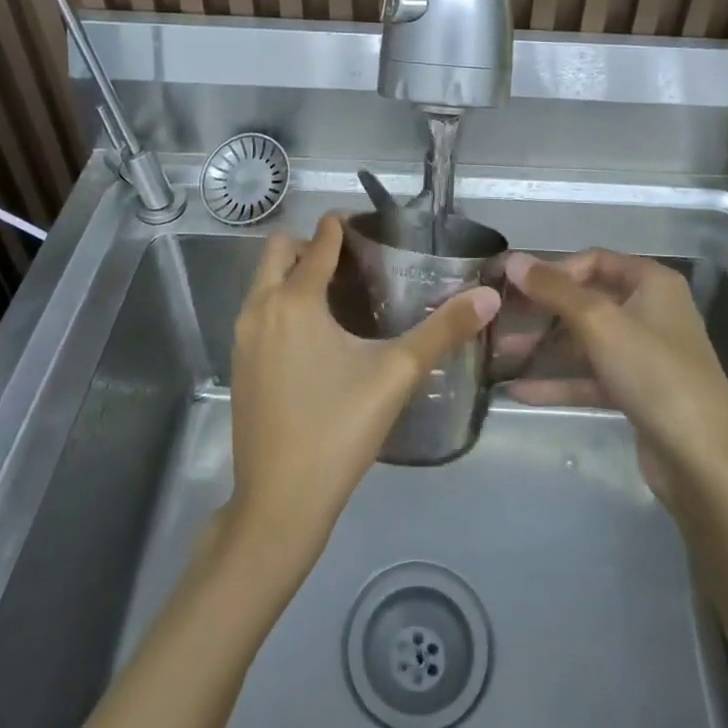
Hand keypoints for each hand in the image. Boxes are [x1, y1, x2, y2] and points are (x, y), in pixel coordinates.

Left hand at [226, 212, 499, 558]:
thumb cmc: (338, 428)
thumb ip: (443, 330)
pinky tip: (315, 335)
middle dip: (312, 245)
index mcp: (294, 300)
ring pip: (263, 282)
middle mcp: (259, 308)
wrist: (279, 501)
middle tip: (354, 261)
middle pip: (278, 251)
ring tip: (339, 293)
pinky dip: (282, 303)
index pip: (319, 241)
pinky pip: (258, 311)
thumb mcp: (397, 374)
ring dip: (294, 274)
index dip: (342, 226)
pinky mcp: (238, 364)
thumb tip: (489, 296)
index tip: (369, 226)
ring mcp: (242, 337)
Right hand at [503, 249, 727, 506]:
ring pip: (585, 340)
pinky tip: (518, 390)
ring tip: (499, 355)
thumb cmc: (654, 374)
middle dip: (541, 311)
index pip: (594, 260)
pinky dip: (558, 380)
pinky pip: (590, 376)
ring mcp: (644, 354)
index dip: (552, 270)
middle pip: (586, 300)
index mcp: (652, 283)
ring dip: (544, 346)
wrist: (703, 461)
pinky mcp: (636, 391)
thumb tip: (513, 259)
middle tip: (498, 320)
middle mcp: (650, 311)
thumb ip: (554, 289)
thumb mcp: (599, 323)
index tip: (513, 286)